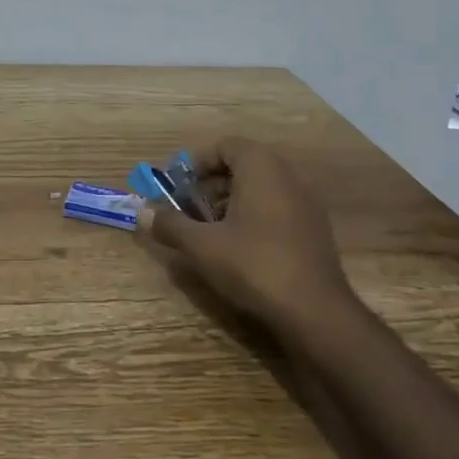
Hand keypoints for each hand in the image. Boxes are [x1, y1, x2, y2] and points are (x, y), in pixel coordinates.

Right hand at [137, 137, 358, 343]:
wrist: (316, 312)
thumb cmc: (254, 265)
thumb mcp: (202, 245)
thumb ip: (170, 225)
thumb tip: (142, 214)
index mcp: (262, 168)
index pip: (226, 145)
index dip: (198, 162)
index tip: (180, 186)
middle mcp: (288, 177)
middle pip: (243, 165)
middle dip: (212, 184)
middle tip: (190, 209)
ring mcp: (306, 204)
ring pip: (261, 188)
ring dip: (231, 202)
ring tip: (210, 231)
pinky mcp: (314, 230)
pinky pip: (277, 208)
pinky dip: (254, 217)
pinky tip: (239, 249)